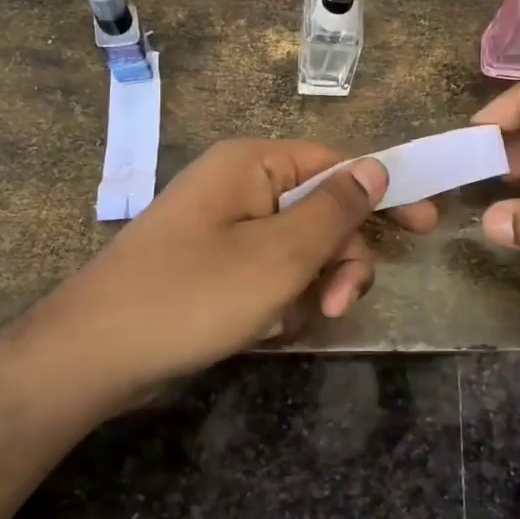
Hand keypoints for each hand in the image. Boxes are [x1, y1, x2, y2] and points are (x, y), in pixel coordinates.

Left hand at [27, 139, 437, 390]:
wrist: (94, 354)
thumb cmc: (194, 295)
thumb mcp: (280, 255)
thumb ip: (336, 210)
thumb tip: (377, 165)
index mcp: (254, 164)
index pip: (338, 164)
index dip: (384, 192)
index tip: (425, 226)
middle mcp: (240, 185)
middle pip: (321, 211)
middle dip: (339, 260)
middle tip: (337, 304)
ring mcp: (224, 227)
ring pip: (299, 249)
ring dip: (310, 286)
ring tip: (290, 324)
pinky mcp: (213, 264)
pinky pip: (268, 272)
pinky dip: (278, 300)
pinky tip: (263, 329)